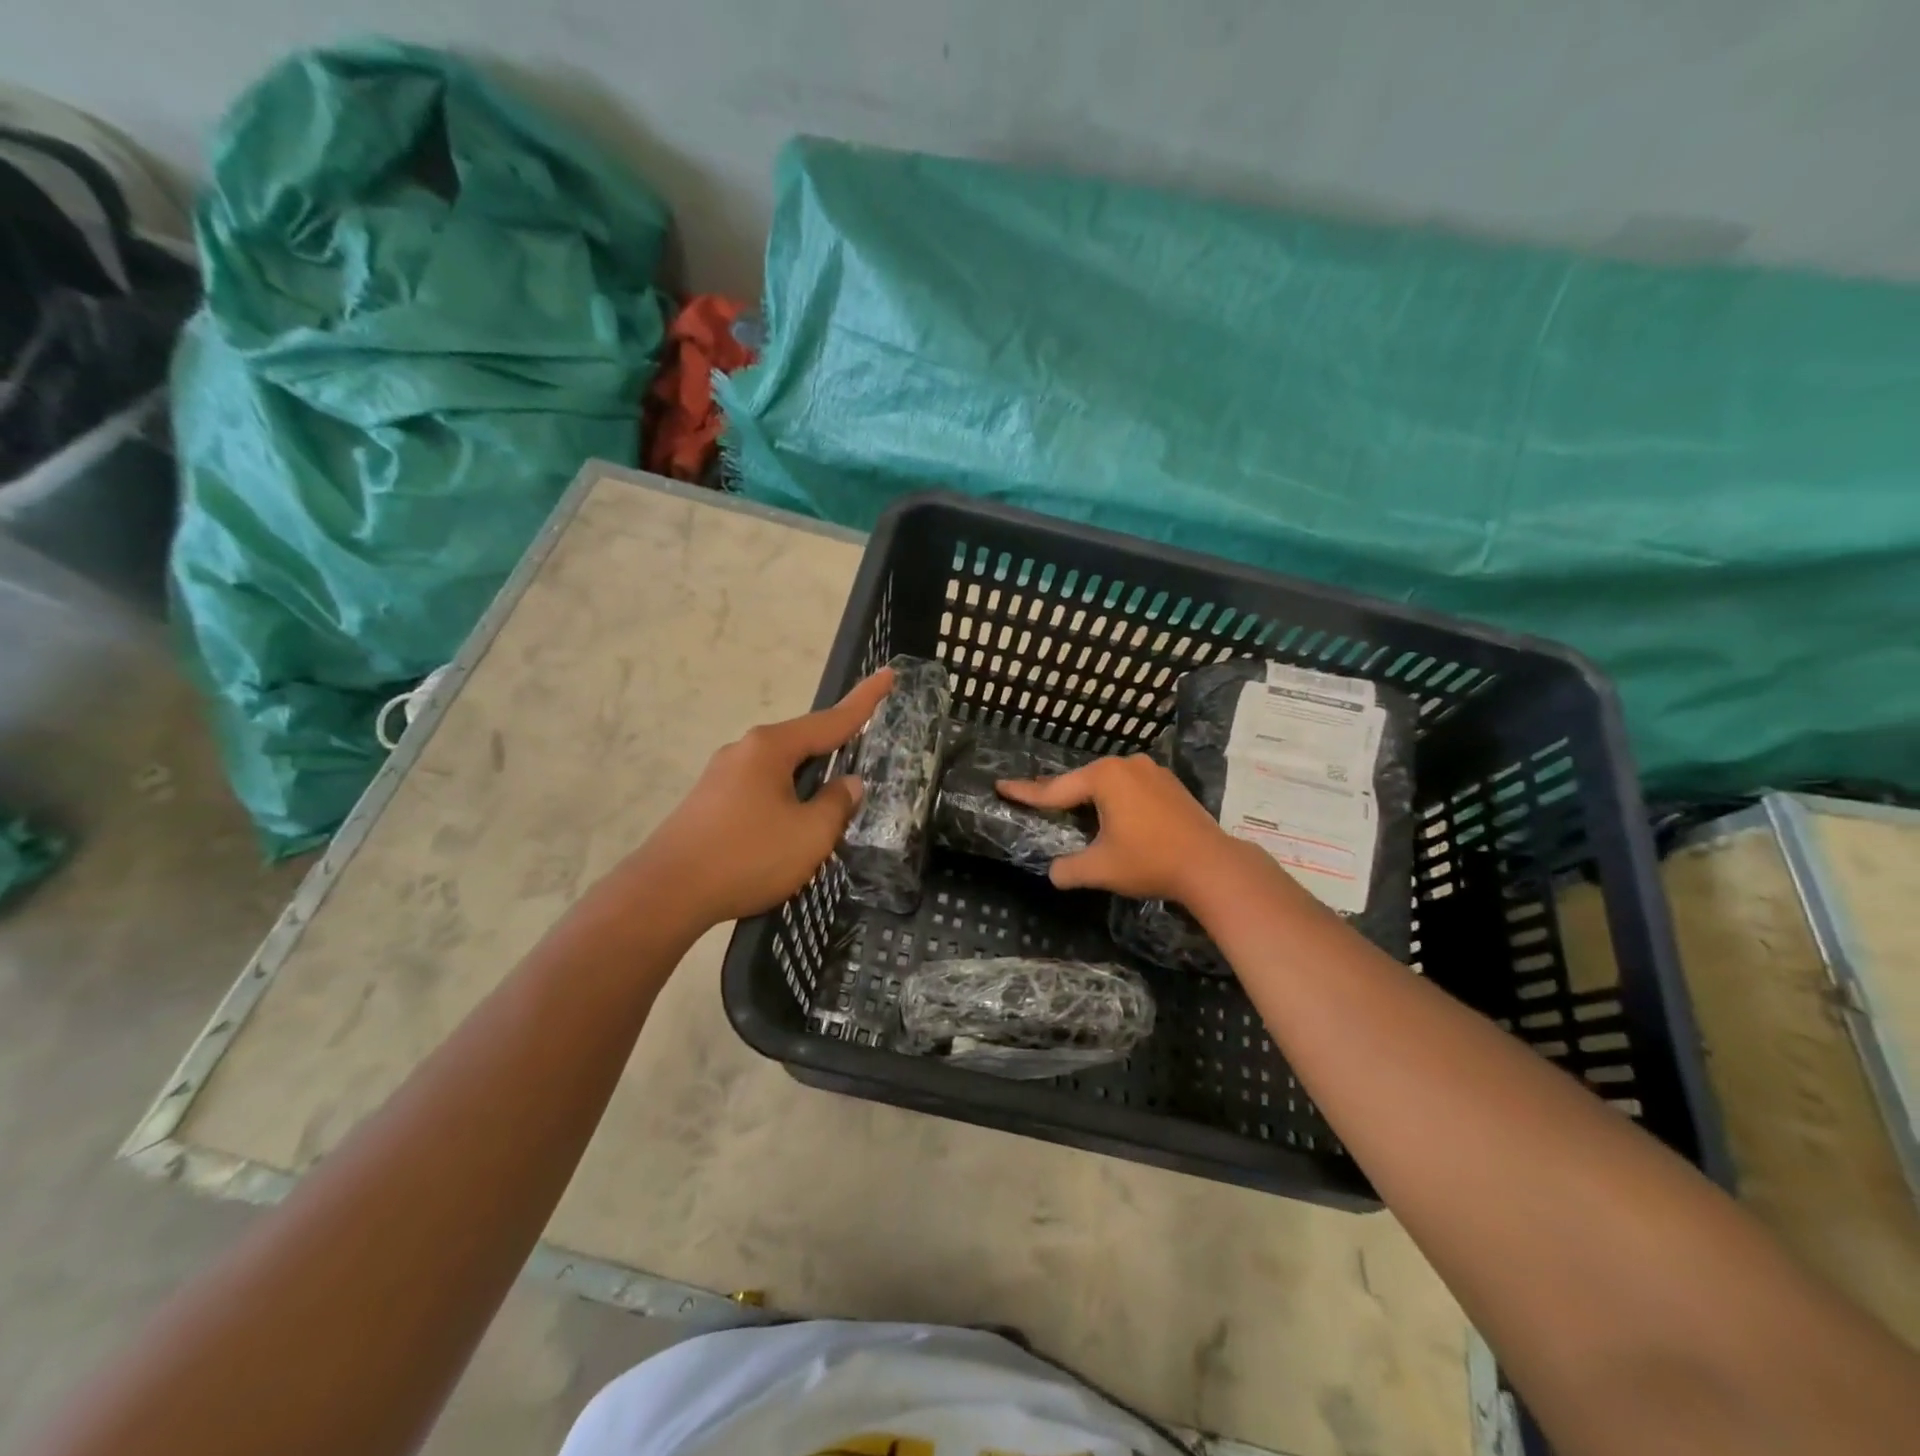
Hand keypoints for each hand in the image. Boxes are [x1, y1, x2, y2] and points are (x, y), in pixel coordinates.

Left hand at [642, 668, 893, 926]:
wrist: (666, 894)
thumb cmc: (747, 856)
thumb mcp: (810, 835)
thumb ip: (836, 804)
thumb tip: (847, 784)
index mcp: (771, 748)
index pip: (830, 720)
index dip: (864, 701)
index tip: (888, 674)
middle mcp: (744, 751)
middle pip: (802, 743)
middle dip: (833, 748)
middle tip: (863, 753)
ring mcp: (721, 776)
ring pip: (780, 770)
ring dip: (807, 782)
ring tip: (829, 806)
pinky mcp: (708, 802)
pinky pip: (761, 790)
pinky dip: (785, 799)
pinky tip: (789, 828)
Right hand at [997, 752, 1242, 901]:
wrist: (1211, 865)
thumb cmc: (1150, 861)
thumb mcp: (1100, 869)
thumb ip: (1069, 869)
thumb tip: (1054, 872)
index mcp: (1105, 777)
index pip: (1055, 789)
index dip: (1026, 792)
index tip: (1001, 786)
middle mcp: (1127, 765)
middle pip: (1082, 781)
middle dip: (1060, 794)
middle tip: (1036, 800)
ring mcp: (1152, 771)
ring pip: (1108, 783)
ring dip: (1090, 798)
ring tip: (1073, 811)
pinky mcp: (1170, 784)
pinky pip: (1130, 787)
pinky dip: (1115, 800)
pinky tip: (1113, 816)